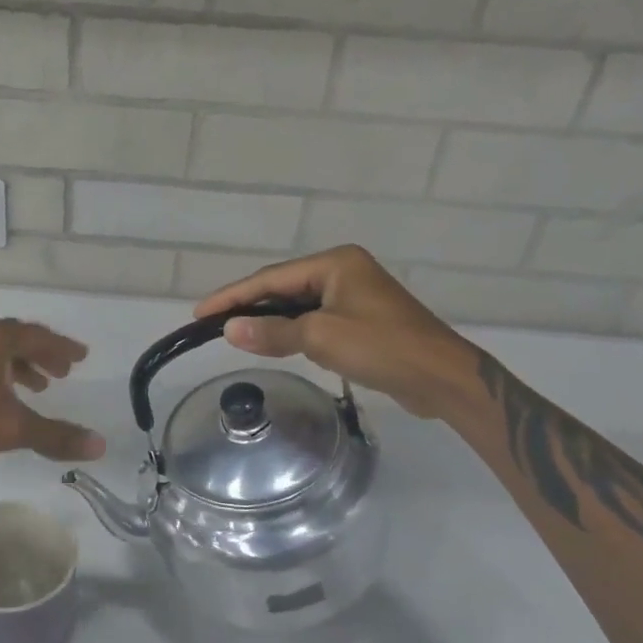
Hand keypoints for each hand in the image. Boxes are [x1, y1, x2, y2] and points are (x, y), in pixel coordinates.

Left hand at [0, 319, 105, 467]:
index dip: (61, 347)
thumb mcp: (10, 428)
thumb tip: (100, 444)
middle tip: (62, 372)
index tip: (81, 357)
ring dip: (16, 365)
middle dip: (40, 354)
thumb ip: (55, 435)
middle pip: (13, 338)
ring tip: (34, 387)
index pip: (36, 335)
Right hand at [193, 246, 484, 417]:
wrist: (442, 378)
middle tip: (211, 323)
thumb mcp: (321, 338)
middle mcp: (344, 271)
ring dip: (269, 319)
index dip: (233, 296)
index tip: (199, 312)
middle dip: (248, 305)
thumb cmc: (382, 348)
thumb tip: (229, 329)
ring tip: (234, 332)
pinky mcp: (362, 319)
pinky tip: (275, 341)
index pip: (271, 278)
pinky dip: (292, 330)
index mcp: (335, 263)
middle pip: (283, 287)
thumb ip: (273, 332)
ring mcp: (355, 295)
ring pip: (299, 304)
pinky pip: (315, 319)